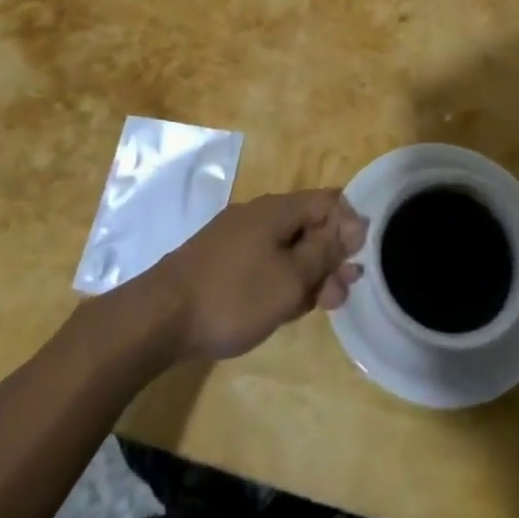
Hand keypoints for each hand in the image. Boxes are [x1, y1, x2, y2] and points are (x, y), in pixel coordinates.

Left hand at [131, 191, 367, 361]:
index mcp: (278, 209)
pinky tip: (285, 307)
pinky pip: (265, 261)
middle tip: (342, 294)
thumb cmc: (233, 296)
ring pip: (287, 247)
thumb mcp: (291, 278)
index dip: (350, 225)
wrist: (160, 317)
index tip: (358, 261)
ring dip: (309, 272)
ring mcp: (237, 237)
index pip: (328, 200)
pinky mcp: (222, 260)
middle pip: (308, 225)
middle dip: (331, 256)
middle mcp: (259, 214)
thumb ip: (325, 251)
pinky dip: (282, 279)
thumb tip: (354, 223)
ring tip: (320, 306)